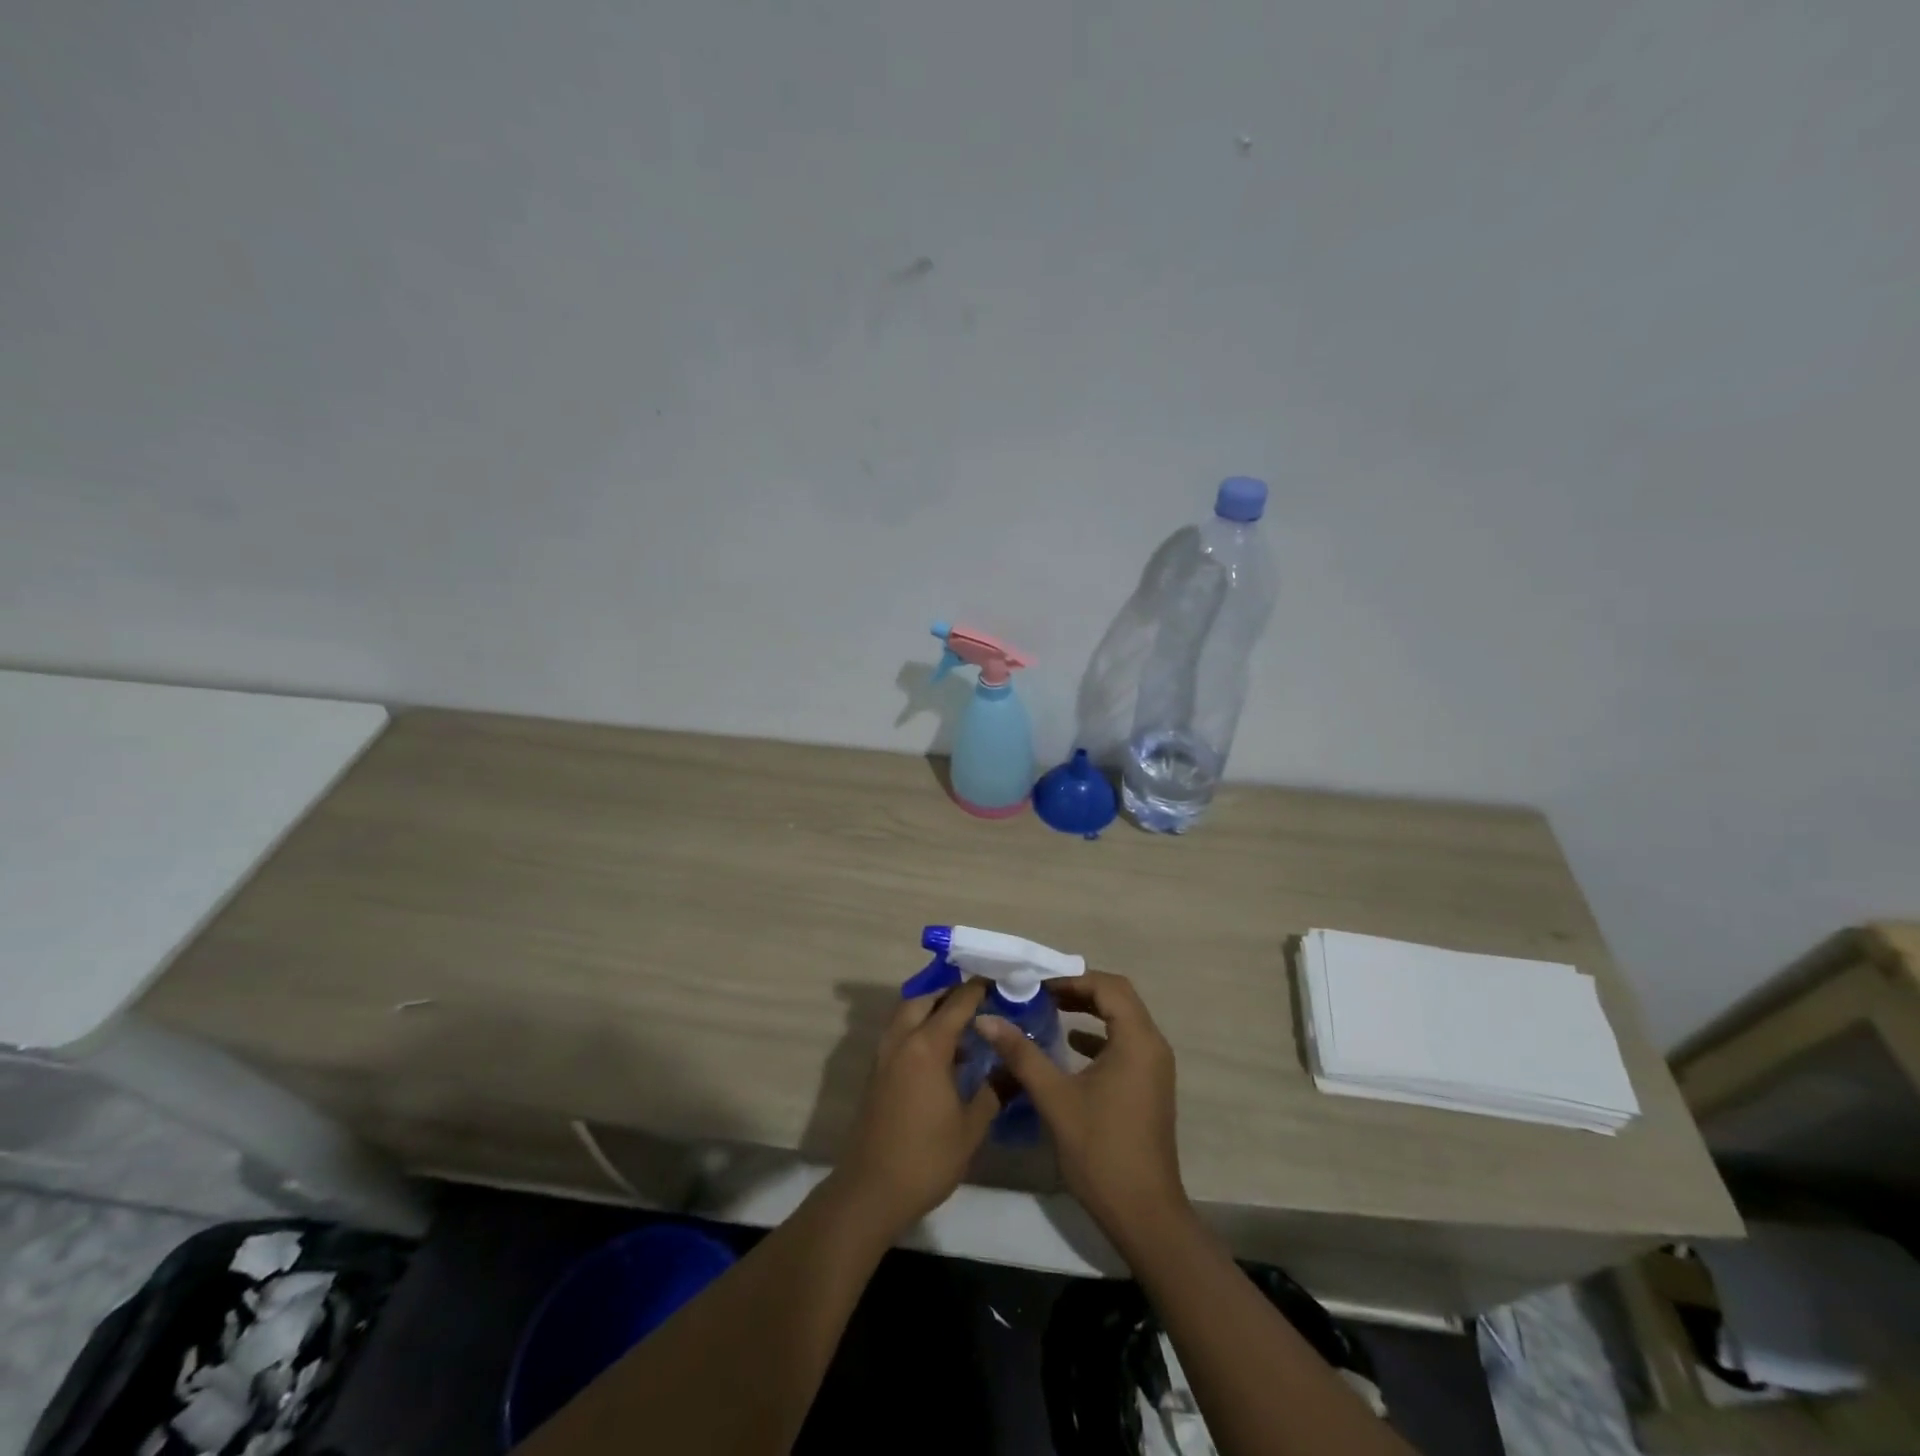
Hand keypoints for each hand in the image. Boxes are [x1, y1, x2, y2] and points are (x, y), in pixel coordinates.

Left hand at [829, 979, 998, 1240]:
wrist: (871, 1191)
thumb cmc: (927, 1158)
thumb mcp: (971, 1127)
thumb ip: (994, 1090)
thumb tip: (1017, 1067)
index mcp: (927, 1045)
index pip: (957, 1003)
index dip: (978, 990)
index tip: (999, 982)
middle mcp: (902, 1040)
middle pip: (925, 999)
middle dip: (950, 994)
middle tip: (979, 1003)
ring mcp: (884, 1055)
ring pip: (906, 1014)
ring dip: (931, 1010)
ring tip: (963, 1027)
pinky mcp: (876, 1072)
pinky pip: (899, 1034)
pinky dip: (918, 1029)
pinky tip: (941, 1054)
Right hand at [976, 971, 1188, 1246]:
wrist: (1144, 1214)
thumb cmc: (1100, 1150)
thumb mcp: (1055, 1097)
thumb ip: (1021, 1053)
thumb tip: (986, 1019)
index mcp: (1137, 1040)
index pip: (1108, 986)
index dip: (1071, 979)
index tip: (1036, 986)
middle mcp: (1152, 1045)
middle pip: (1118, 998)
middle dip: (1079, 990)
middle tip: (1040, 993)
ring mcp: (1154, 1067)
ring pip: (1122, 1020)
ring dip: (1089, 1011)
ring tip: (1049, 1011)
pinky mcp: (1149, 1086)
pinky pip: (1124, 1044)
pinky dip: (1098, 1036)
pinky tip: (1070, 1046)